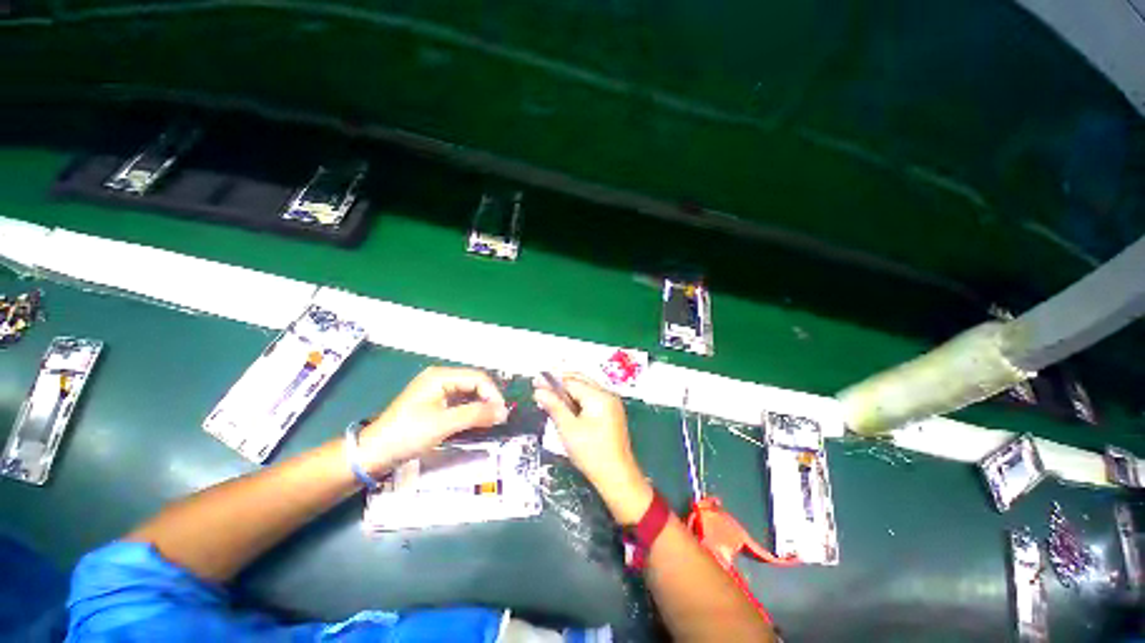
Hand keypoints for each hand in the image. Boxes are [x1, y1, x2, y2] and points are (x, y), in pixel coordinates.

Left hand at [358, 367, 507, 474]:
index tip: (501, 413)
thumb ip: (476, 415)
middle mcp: (440, 378)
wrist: (373, 453)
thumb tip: (503, 412)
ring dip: (480, 406)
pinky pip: (459, 402)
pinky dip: (470, 411)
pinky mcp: (433, 403)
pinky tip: (475, 422)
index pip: (477, 378)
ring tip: (490, 422)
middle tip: (498, 419)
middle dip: (488, 399)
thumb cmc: (408, 434)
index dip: (493, 394)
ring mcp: (436, 391)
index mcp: (440, 376)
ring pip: (468, 393)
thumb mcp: (444, 424)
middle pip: (474, 384)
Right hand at [534, 374, 651, 523]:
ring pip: (586, 388)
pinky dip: (577, 398)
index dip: (552, 381)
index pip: (571, 382)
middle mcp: (607, 395)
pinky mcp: (611, 413)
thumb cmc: (591, 453)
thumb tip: (539, 391)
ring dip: (568, 388)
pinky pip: (591, 398)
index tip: (535, 382)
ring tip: (550, 394)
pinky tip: (565, 404)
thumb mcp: (568, 429)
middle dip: (560, 381)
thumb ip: (554, 406)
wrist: (617, 477)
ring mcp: (611, 403)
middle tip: (541, 384)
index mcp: (599, 396)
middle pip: (580, 380)